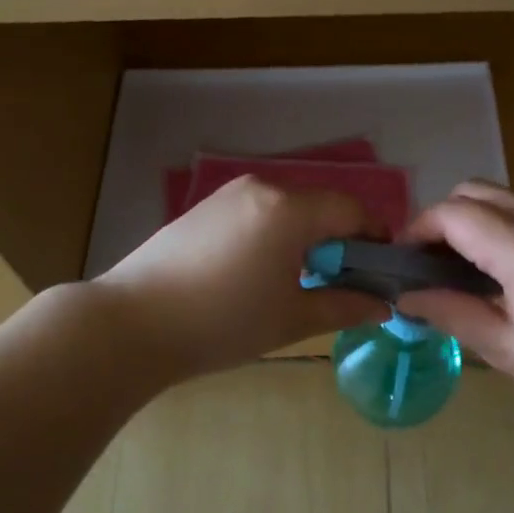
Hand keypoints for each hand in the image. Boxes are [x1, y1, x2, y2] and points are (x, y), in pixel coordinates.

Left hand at [94, 177, 389, 378]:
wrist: (130, 324)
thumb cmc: (222, 322)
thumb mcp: (291, 319)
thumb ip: (344, 306)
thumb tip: (382, 305)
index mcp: (289, 209)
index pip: (352, 210)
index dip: (375, 237)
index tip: (380, 272)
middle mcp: (262, 188)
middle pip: (319, 207)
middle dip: (338, 241)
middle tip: (340, 284)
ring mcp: (228, 195)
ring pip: (286, 210)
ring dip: (304, 238)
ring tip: (297, 282)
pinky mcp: (203, 209)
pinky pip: (256, 214)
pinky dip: (272, 236)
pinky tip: (257, 274)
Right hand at [397, 181, 513, 422]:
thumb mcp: (510, 352)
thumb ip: (454, 315)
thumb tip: (406, 297)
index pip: (452, 214)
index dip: (418, 230)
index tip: (403, 263)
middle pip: (472, 191)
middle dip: (441, 220)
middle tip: (430, 266)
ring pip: (498, 197)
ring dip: (470, 221)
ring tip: (461, 271)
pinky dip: (496, 227)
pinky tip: (500, 272)